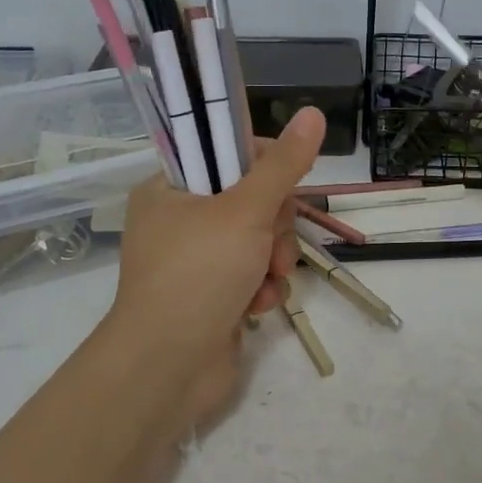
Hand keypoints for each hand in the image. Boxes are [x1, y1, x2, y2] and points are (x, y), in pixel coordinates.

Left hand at [109, 107, 325, 423]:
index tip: (285, 184)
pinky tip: (257, 307)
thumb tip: (313, 113)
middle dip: (274, 227)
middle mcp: (179, 221)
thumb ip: (283, 164)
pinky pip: (252, 275)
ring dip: (273, 261)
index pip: (226, 154)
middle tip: (272, 245)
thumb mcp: (245, 210)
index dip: (264, 166)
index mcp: (170, 189)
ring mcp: (196, 262)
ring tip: (267, 281)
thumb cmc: (199, 275)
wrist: (168, 368)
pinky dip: (262, 289)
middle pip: (252, 200)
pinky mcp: (212, 296)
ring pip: (259, 241)